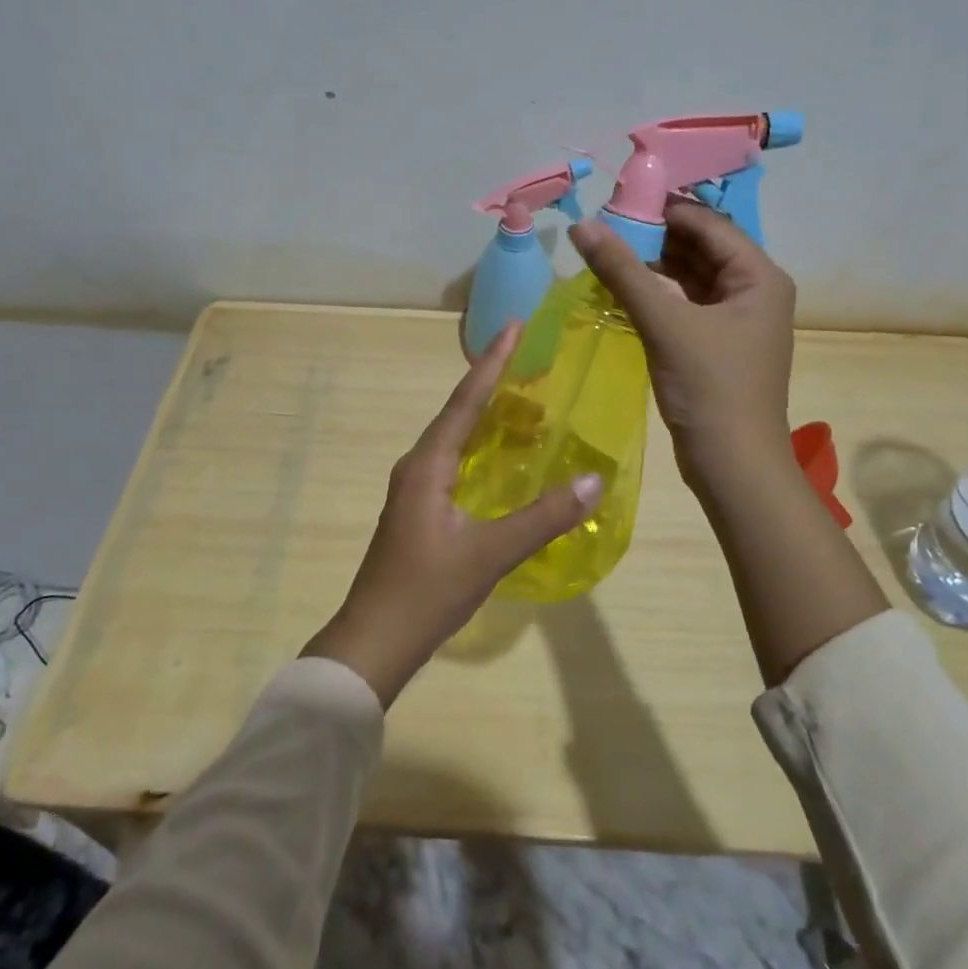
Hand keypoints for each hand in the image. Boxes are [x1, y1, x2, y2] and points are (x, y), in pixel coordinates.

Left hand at [301, 323, 603, 706]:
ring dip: (488, 419)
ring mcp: (414, 490)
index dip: (492, 362)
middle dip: (494, 385)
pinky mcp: (419, 511)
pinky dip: (482, 451)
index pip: (465, 400)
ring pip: (456, 440)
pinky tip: (503, 462)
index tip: (514, 326)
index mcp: (427, 465)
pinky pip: (454, 463)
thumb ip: (542, 517)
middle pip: (459, 413)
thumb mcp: (490, 553)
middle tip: (533, 363)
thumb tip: (593, 481)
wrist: (374, 642)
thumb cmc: (426, 592)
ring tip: (528, 408)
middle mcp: (417, 467)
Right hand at [569, 201, 796, 490]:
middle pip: (701, 249)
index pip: (710, 225)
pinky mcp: (717, 346)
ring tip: (607, 255)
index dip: (665, 209)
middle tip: (605, 227)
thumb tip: (582, 226)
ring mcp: (736, 321)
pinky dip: (657, 297)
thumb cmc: (710, 387)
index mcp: (759, 277)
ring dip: (653, 268)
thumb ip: (623, 272)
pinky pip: (686, 306)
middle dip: (655, 238)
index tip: (618, 201)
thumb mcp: (665, 323)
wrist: (733, 464)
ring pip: (691, 279)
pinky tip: (623, 292)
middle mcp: (754, 292)